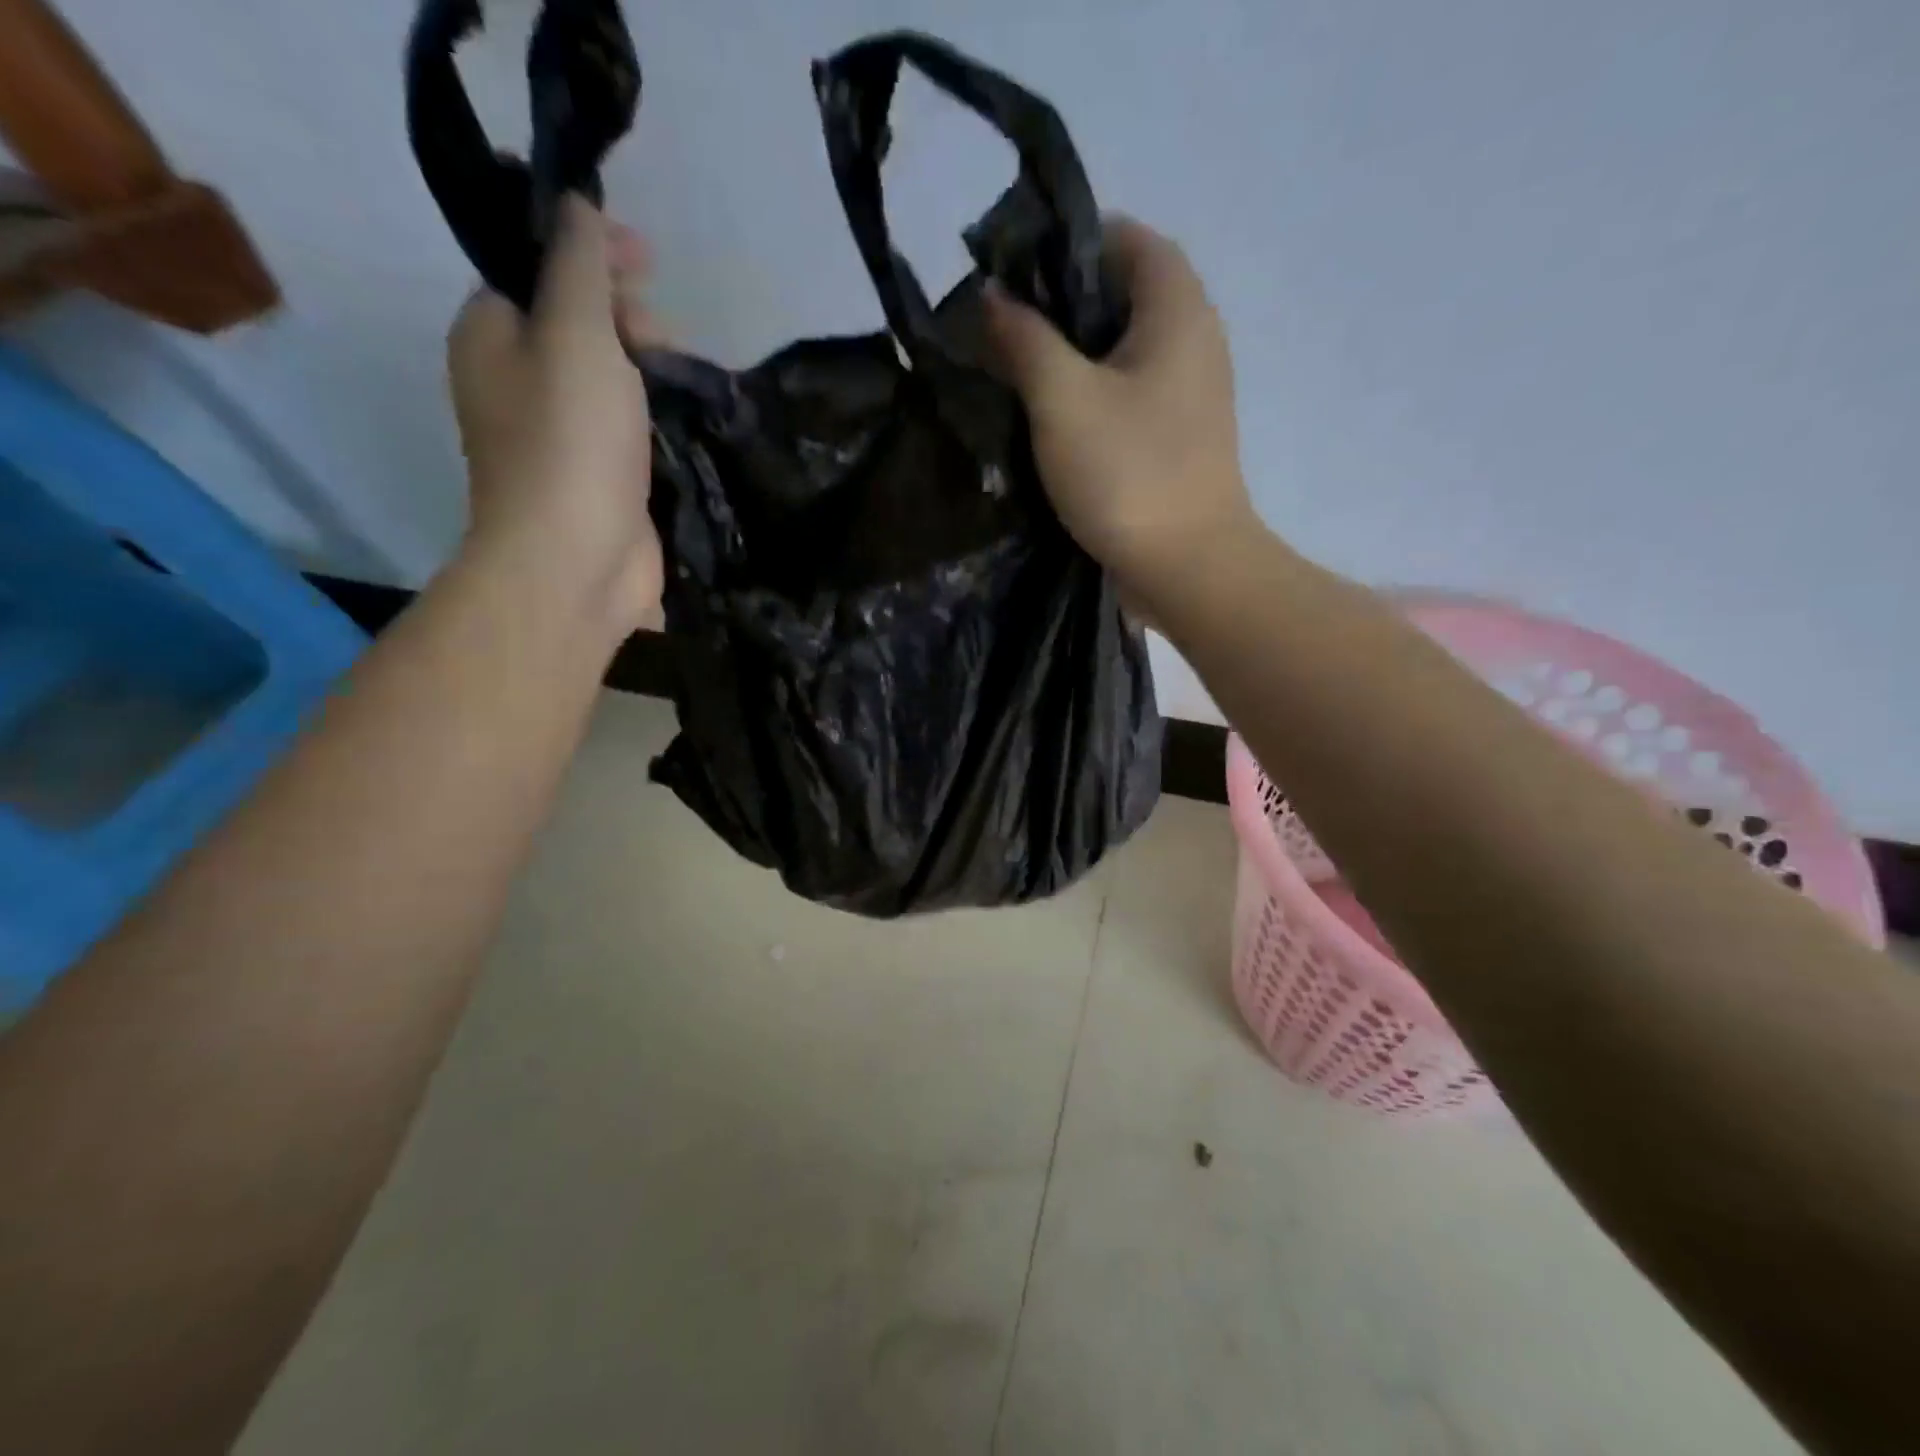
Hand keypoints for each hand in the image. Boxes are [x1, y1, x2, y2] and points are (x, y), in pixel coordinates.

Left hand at [447, 196, 662, 633]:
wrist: (576, 563)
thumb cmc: (570, 443)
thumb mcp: (575, 333)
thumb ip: (577, 264)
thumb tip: (577, 206)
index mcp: (490, 335)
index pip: (535, 269)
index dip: (590, 254)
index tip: (649, 262)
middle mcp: (515, 382)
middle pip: (575, 324)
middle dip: (627, 316)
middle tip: (668, 338)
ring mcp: (557, 438)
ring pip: (605, 380)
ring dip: (647, 369)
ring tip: (686, 378)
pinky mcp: (597, 480)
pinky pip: (626, 428)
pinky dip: (653, 416)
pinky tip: (684, 419)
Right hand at [983, 217, 1258, 603]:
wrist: (1186, 567)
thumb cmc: (1127, 473)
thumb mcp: (1062, 399)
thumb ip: (1024, 339)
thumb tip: (993, 297)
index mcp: (1177, 308)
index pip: (1123, 237)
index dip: (1064, 244)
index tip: (1011, 276)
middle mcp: (1194, 338)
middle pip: (1121, 294)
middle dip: (1059, 306)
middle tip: (1001, 332)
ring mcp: (1189, 392)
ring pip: (1121, 350)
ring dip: (1070, 357)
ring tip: (1014, 375)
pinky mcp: (1176, 437)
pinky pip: (1128, 394)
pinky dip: (1090, 396)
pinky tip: (1048, 421)